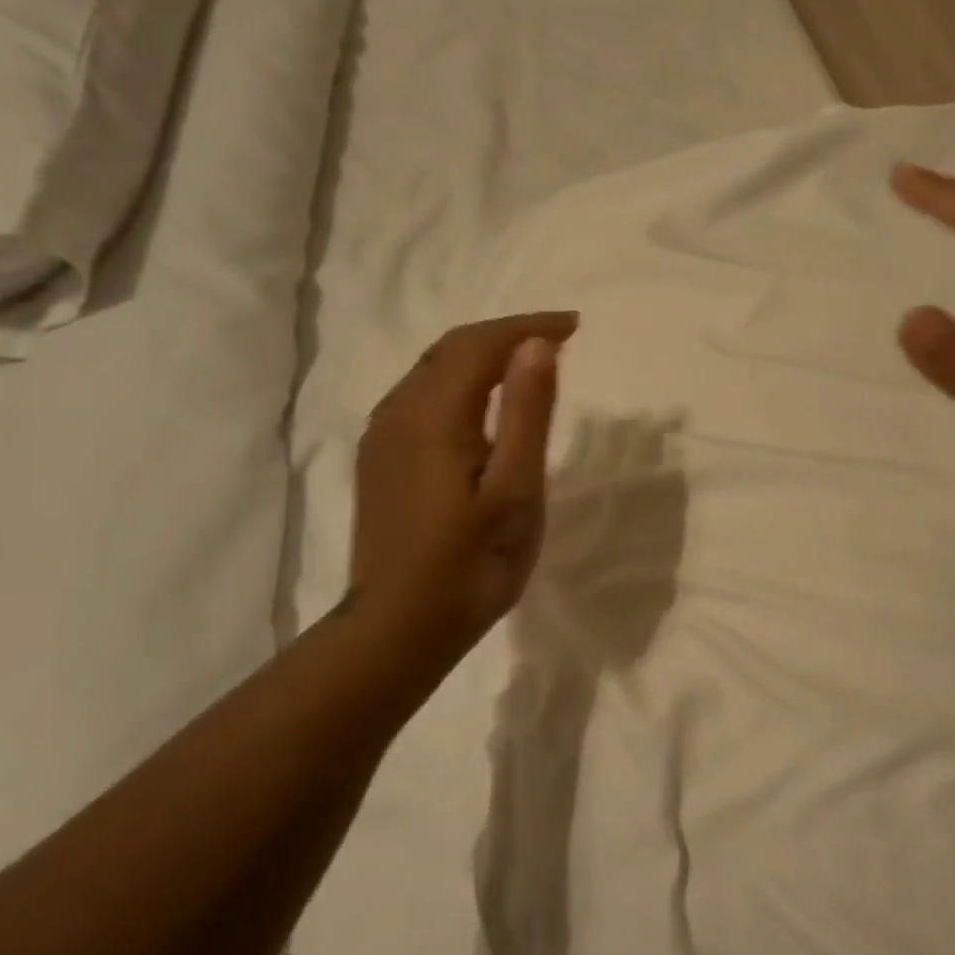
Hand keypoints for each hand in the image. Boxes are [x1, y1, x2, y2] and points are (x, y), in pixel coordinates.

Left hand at [345, 312, 579, 680]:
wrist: (399, 628)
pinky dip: (461, 382)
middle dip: (506, 334)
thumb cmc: (472, 564)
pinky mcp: (380, 459)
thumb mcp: (516, 489)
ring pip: (433, 371)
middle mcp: (397, 411)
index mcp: (432, 414)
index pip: (481, 344)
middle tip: (558, 338)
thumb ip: (528, 412)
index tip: (574, 326)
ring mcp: (381, 436)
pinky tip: (484, 403)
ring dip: (482, 356)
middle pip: (452, 349)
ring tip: (529, 363)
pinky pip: (421, 396)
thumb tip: (537, 344)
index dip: (528, 327)